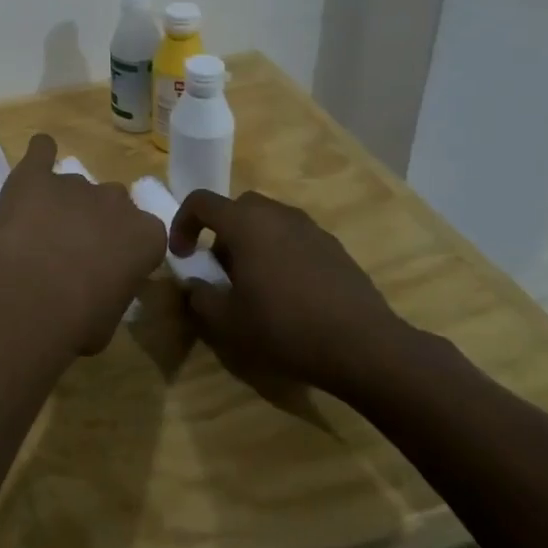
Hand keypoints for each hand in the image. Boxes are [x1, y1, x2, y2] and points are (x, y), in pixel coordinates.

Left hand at [0, 134, 166, 354]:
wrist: (30, 296)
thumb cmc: (78, 320)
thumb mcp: (112, 318)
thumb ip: (114, 289)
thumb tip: (102, 287)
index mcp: (146, 235)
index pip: (145, 235)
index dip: (124, 251)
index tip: (108, 269)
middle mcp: (116, 201)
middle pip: (113, 203)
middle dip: (96, 222)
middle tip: (72, 250)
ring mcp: (75, 183)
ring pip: (75, 185)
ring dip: (63, 203)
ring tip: (38, 232)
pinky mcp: (35, 174)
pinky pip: (41, 150)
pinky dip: (40, 154)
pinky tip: (36, 162)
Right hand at [170, 189, 416, 400]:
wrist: (364, 346)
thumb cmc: (285, 327)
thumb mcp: (228, 322)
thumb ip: (200, 298)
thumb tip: (195, 285)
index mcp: (245, 223)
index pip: (201, 202)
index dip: (183, 223)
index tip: (183, 255)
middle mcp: (277, 215)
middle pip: (238, 208)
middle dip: (222, 233)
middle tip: (221, 270)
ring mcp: (311, 229)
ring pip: (269, 222)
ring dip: (253, 243)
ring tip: (256, 284)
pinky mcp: (335, 248)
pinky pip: (295, 239)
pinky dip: (282, 254)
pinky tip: (290, 294)